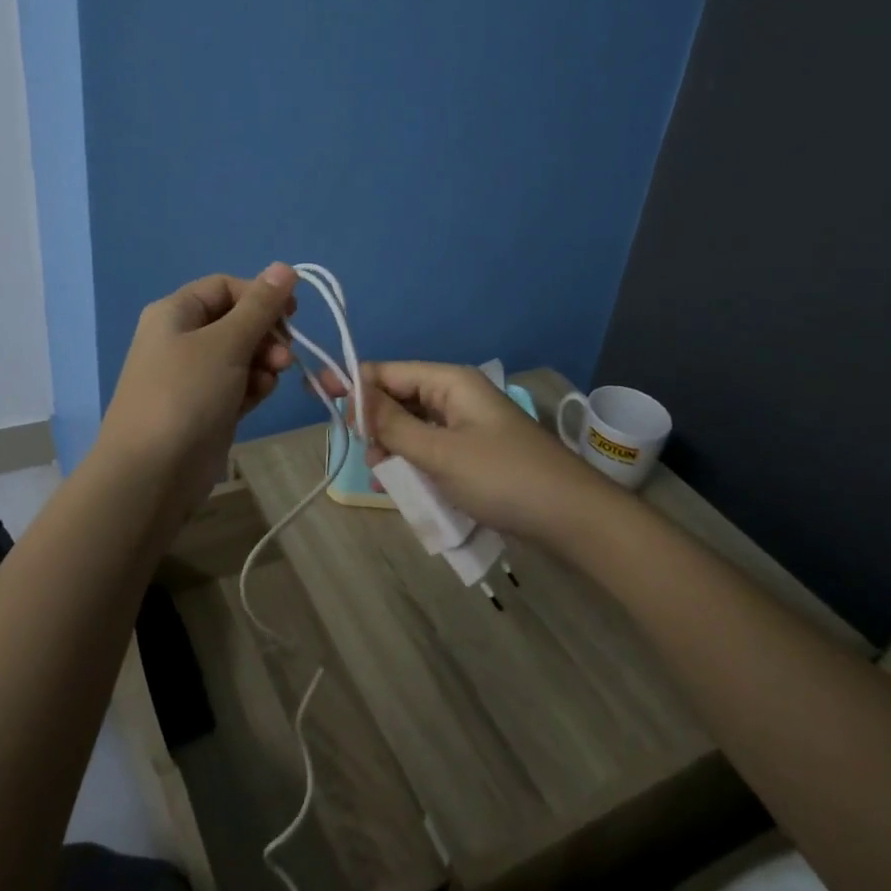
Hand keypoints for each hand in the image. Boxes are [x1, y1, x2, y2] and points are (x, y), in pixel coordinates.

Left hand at [98, 264, 298, 495]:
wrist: (151, 474)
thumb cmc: (186, 394)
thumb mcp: (226, 343)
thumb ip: (260, 306)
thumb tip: (285, 267)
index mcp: (176, 312)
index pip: (226, 287)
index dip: (261, 296)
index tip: (293, 314)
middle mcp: (181, 338)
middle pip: (236, 321)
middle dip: (266, 334)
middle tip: (285, 356)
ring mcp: (192, 375)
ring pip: (241, 354)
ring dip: (264, 362)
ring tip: (272, 379)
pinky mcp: (205, 407)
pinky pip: (237, 384)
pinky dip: (252, 386)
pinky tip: (258, 397)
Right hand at [328, 361, 616, 544]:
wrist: (572, 518)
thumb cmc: (503, 477)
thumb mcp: (440, 452)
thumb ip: (392, 424)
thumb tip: (352, 394)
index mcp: (450, 382)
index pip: (389, 371)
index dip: (353, 382)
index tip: (317, 396)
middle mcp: (457, 396)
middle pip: (399, 397)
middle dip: (376, 422)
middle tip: (365, 453)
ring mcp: (467, 425)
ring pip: (413, 426)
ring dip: (395, 447)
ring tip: (387, 475)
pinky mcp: (474, 453)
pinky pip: (431, 449)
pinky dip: (415, 463)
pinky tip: (406, 485)